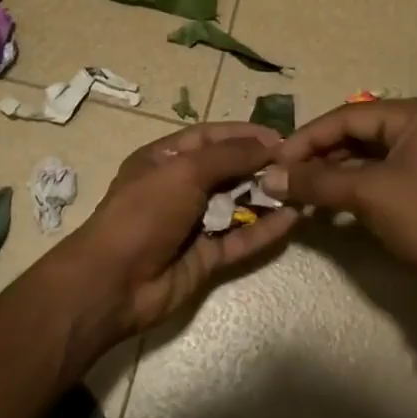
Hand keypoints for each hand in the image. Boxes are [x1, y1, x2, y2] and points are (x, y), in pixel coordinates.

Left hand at [66, 123, 297, 341]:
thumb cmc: (144, 212)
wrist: (114, 282)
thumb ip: (229, 156)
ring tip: (301, 189)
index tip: (280, 137)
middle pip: (227, 171)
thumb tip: (270, 145)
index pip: (209, 137)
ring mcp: (193, 224)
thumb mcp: (184, 171)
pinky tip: (292, 219)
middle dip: (260, 166)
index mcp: (164, 159)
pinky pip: (240, 239)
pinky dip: (264, 230)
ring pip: (237, 206)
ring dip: (266, 197)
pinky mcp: (207, 257)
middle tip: (298, 165)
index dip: (243, 134)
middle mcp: (179, 188)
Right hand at [263, 99, 416, 287]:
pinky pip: (381, 173)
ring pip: (367, 154)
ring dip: (333, 172)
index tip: (275, 161)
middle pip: (358, 132)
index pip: (348, 116)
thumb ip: (316, 181)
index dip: (307, 138)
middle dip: (319, 155)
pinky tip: (328, 201)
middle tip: (284, 176)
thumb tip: (268, 178)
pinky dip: (353, 184)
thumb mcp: (368, 193)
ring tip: (300, 190)